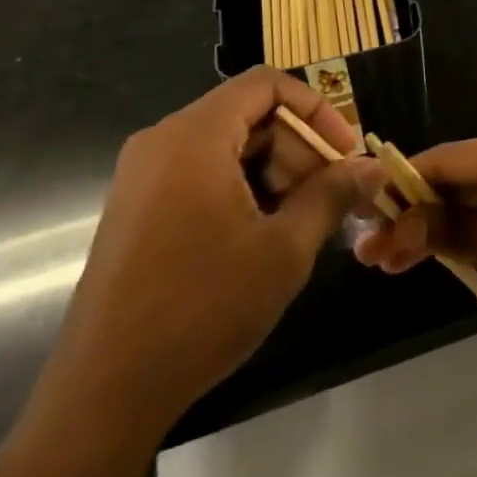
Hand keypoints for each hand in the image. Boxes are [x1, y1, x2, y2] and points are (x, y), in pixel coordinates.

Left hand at [0, 68, 383, 476]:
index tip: (345, 153)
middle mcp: (163, 140)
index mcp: (195, 135)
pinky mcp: (137, 207)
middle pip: (249, 115)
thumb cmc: (202, 308)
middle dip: (298, 148)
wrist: (104, 392)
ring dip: (274, 172)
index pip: (267, 84)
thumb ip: (332, 195)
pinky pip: (201, 173)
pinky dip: (241, 188)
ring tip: (302, 222)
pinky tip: (263, 236)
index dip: (316, 109)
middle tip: (330, 196)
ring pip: (227, 146)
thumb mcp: (284, 249)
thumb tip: (372, 168)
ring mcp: (144, 175)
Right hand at [354, 131, 476, 352]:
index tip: (365, 225)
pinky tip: (454, 257)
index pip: (443, 160)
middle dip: (420, 214)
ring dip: (447, 225)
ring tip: (404, 264)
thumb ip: (454, 235)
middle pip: (460, 175)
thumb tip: (398, 223)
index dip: (401, 191)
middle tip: (378, 259)